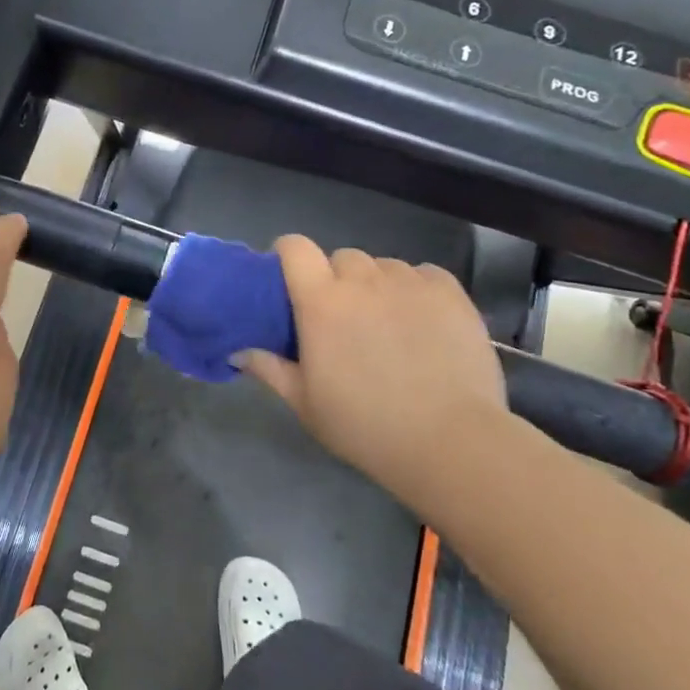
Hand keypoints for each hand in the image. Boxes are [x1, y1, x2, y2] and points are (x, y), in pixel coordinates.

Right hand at [238, 237, 507, 510]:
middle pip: (342, 258)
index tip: (290, 278)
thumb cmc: (365, 425)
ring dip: (377, 285)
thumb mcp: (305, 403)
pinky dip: (416, 289)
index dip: (288, 254)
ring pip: (384, 267)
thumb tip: (238, 352)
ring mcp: (410, 282)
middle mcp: (363, 280)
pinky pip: (423, 274)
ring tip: (388, 323)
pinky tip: (422, 321)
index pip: (295, 247)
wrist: (449, 441)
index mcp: (321, 301)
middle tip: (343, 317)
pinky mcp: (451, 292)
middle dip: (337, 279)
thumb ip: (270, 369)